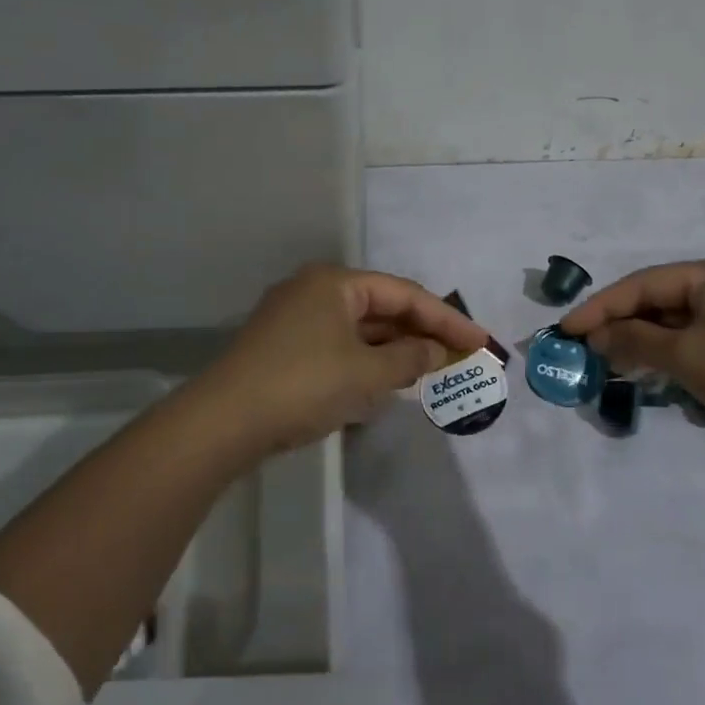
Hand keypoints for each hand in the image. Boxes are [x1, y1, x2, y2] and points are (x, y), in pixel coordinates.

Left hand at [195, 263, 488, 455]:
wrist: (223, 422)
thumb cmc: (303, 385)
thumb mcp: (366, 374)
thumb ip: (409, 359)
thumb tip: (435, 352)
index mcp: (335, 283)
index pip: (404, 294)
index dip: (447, 318)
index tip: (480, 341)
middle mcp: (314, 290)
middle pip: (381, 307)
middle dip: (421, 332)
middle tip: (460, 354)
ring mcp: (295, 318)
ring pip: (359, 328)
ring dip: (395, 348)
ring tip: (431, 368)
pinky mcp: (284, 347)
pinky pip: (339, 345)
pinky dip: (367, 360)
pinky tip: (386, 379)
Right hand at [558, 252, 704, 451]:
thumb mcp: (688, 357)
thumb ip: (635, 341)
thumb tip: (594, 337)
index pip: (646, 283)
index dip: (601, 307)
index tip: (566, 328)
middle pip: (661, 300)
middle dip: (622, 326)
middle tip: (584, 348)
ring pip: (677, 323)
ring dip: (643, 343)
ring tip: (608, 363)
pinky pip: (697, 341)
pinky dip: (670, 355)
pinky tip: (647, 372)